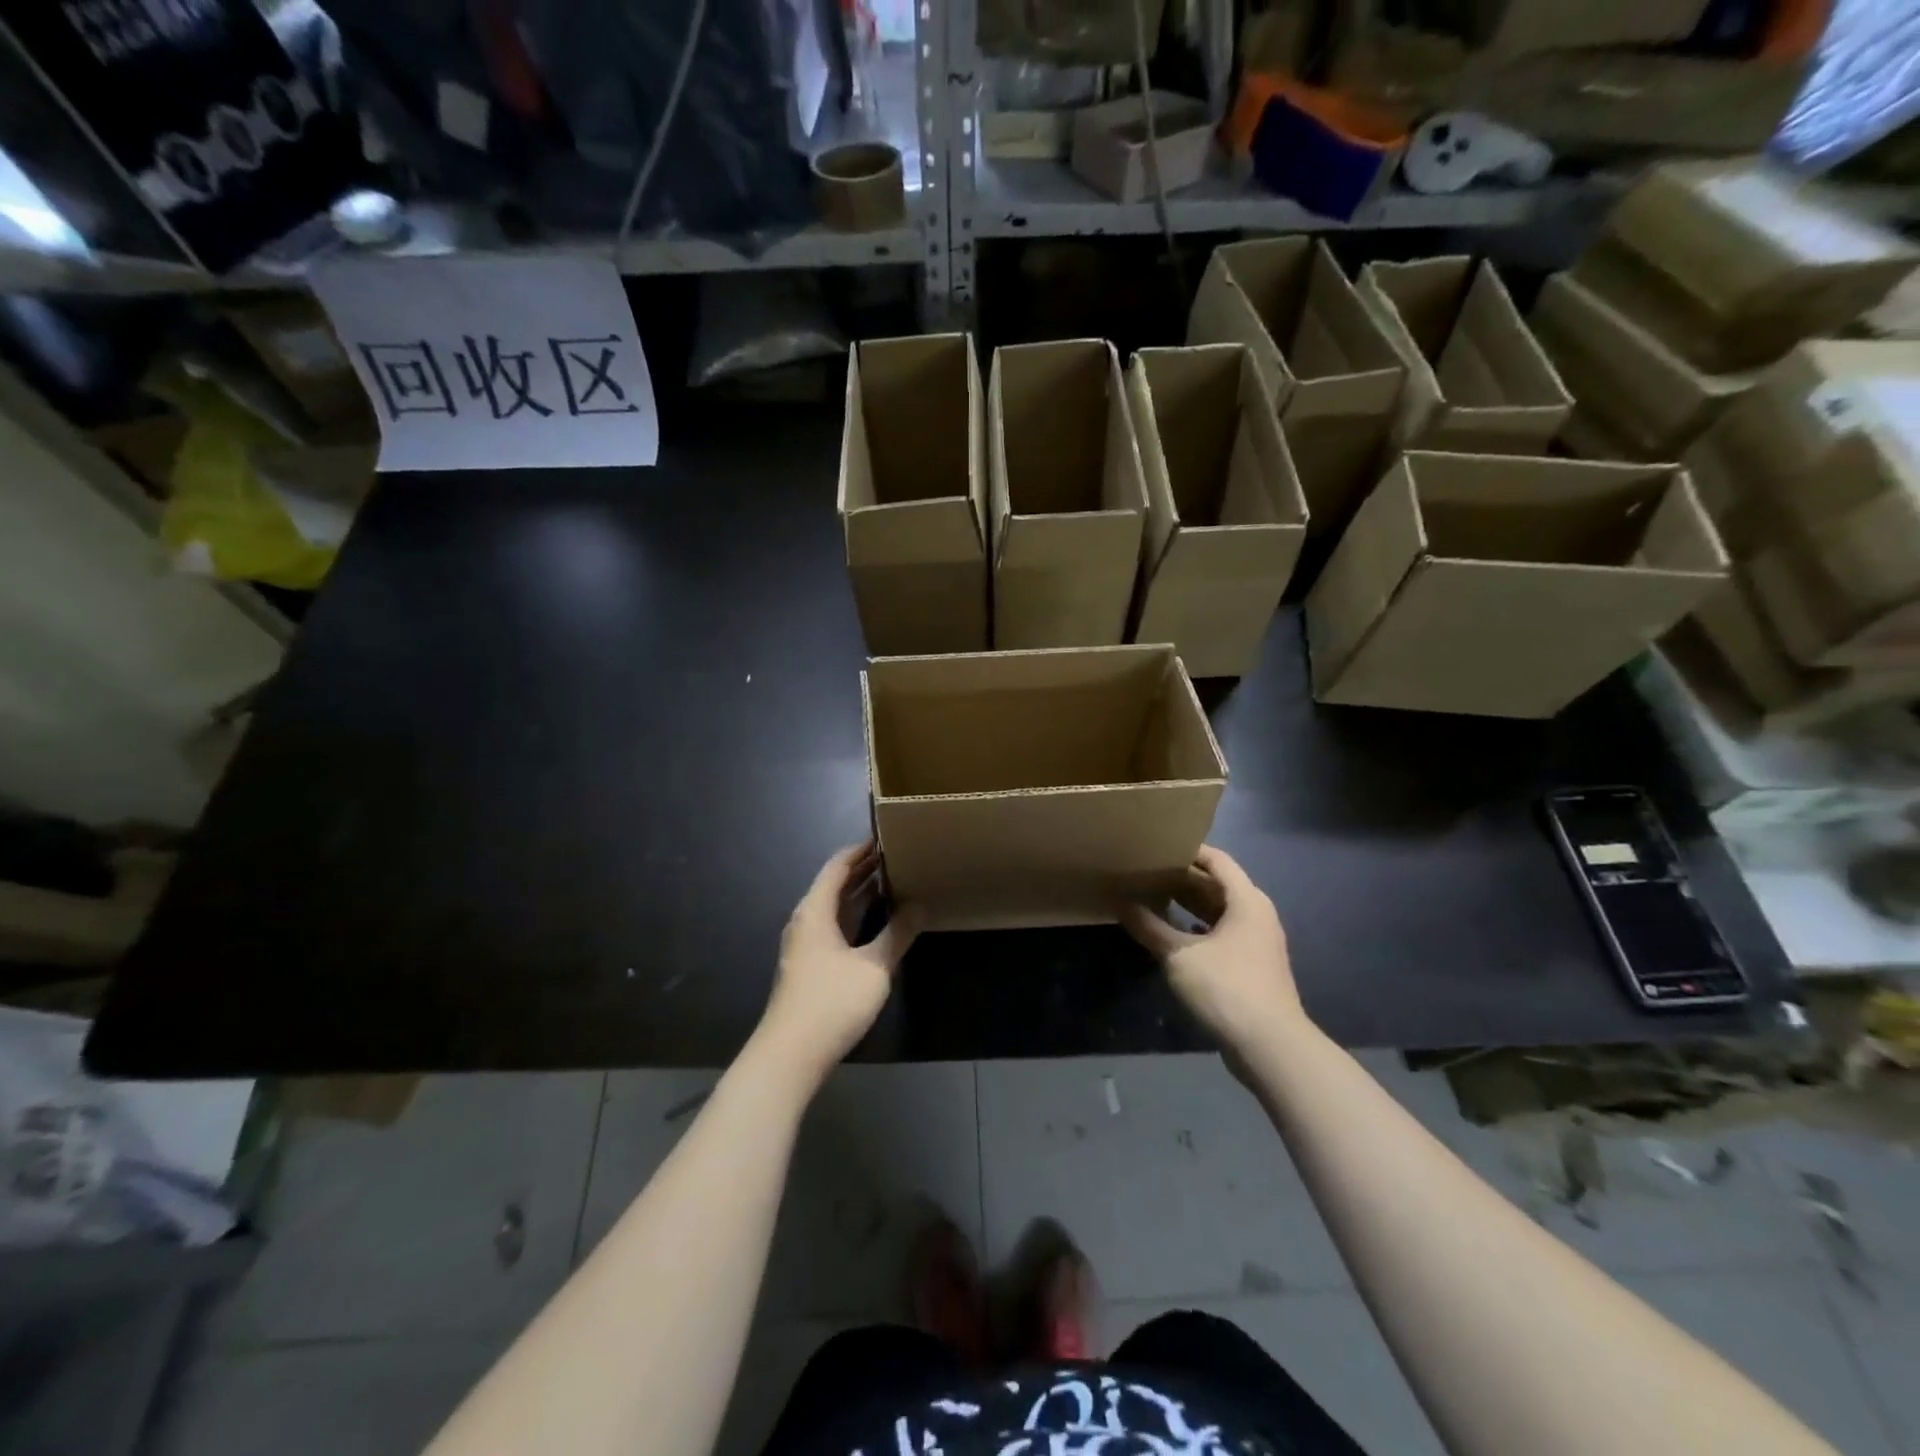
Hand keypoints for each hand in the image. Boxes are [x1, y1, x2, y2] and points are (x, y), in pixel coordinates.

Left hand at [762, 843, 920, 1077]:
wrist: (791, 1055)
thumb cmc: (831, 1002)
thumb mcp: (874, 967)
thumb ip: (898, 933)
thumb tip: (920, 905)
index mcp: (815, 910)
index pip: (837, 866)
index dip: (860, 850)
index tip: (886, 837)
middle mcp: (806, 921)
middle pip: (834, 884)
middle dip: (863, 869)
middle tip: (897, 855)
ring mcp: (806, 945)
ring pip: (835, 908)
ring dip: (860, 893)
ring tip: (893, 880)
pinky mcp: (810, 965)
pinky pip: (835, 927)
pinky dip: (856, 916)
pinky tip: (878, 921)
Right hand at [1120, 846, 1304, 1051]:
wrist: (1270, 1046)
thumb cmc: (1226, 988)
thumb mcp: (1179, 955)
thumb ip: (1150, 927)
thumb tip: (1120, 903)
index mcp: (1246, 901)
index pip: (1217, 861)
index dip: (1189, 851)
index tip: (1157, 847)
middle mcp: (1257, 915)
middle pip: (1218, 885)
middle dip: (1184, 878)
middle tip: (1147, 871)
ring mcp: (1257, 942)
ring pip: (1220, 912)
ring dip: (1190, 905)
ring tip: (1154, 898)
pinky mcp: (1252, 966)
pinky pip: (1223, 934)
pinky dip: (1198, 929)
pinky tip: (1173, 935)